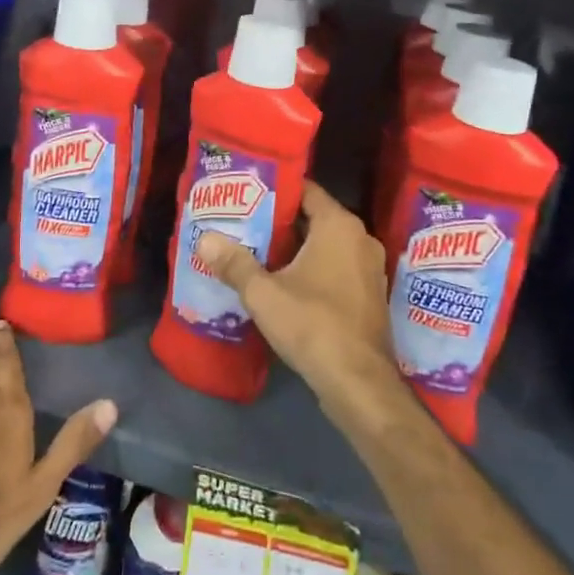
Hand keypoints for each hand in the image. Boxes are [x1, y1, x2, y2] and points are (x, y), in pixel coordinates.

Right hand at [195, 183, 403, 418]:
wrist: (359, 384)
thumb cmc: (312, 325)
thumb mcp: (263, 294)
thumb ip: (234, 263)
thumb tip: (204, 239)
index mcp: (339, 226)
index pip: (306, 190)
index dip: (275, 190)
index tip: (247, 194)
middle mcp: (361, 239)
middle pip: (314, 218)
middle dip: (280, 221)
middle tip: (243, 222)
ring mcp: (369, 269)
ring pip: (325, 245)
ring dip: (295, 248)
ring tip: (256, 250)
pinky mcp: (369, 296)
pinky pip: (336, 268)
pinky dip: (312, 269)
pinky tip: (283, 282)